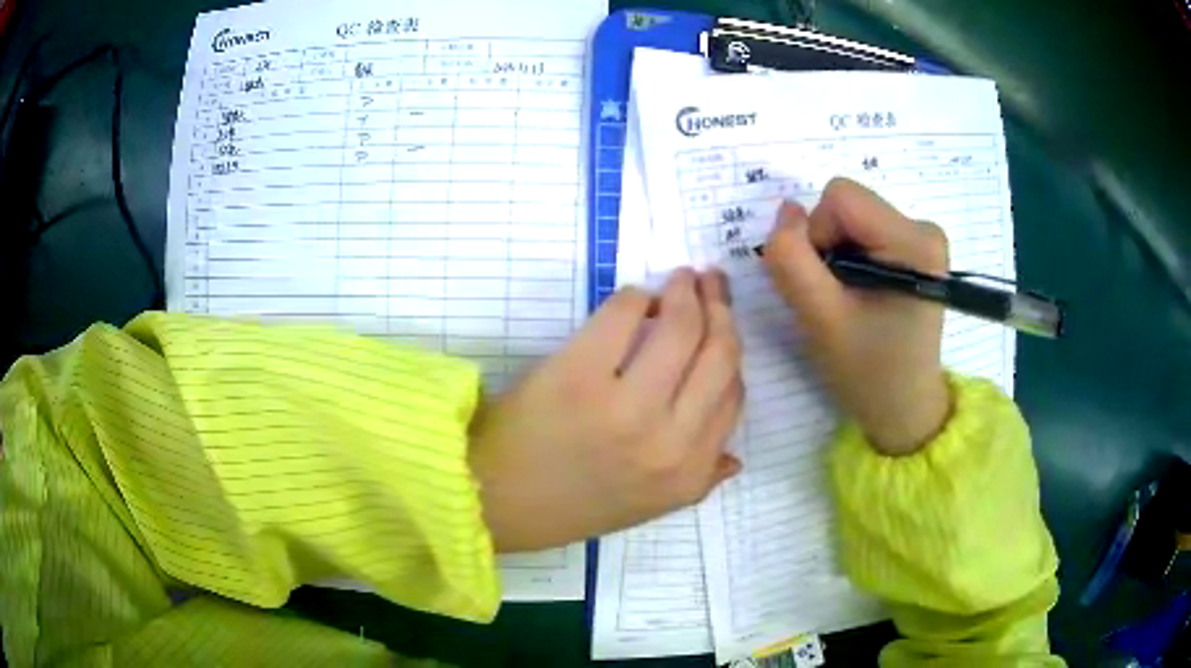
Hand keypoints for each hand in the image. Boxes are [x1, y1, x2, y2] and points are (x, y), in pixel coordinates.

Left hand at [469, 270, 743, 552]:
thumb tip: (735, 456)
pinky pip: (624, 314)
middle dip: (721, 308)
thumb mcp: (646, 506)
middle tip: (712, 283)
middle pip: (720, 353)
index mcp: (688, 476)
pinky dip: (635, 297)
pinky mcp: (578, 375)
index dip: (730, 350)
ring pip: (682, 327)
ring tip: (683, 279)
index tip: (722, 323)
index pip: (732, 396)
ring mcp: (625, 408)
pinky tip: (634, 300)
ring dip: (687, 291)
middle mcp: (668, 443)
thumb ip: (698, 480)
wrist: (493, 501)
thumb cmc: (567, 504)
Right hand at [763, 178, 950, 455]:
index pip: (840, 198)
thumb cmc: (868, 373)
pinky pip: (862, 231)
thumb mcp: (820, 320)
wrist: (904, 408)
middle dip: (826, 246)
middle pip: (846, 205)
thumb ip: (792, 260)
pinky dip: (847, 259)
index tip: (825, 283)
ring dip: (835, 255)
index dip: (816, 234)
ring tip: (849, 301)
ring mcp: (921, 237)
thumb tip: (786, 209)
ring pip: (850, 218)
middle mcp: (923, 228)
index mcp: (913, 241)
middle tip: (835, 298)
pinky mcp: (914, 248)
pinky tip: (859, 295)